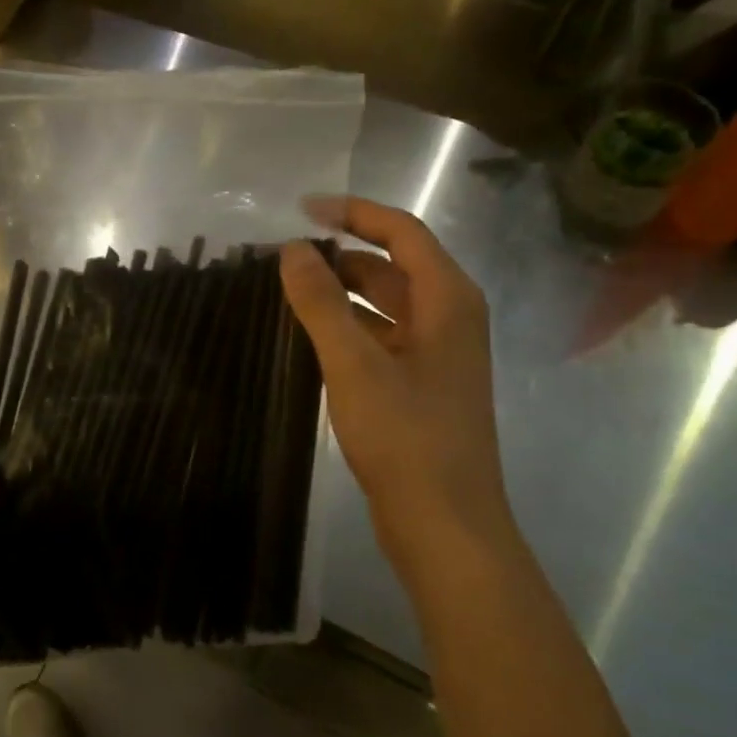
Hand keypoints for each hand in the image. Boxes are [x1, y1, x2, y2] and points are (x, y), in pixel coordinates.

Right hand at [279, 197, 513, 584]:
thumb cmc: (406, 437)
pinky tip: (314, 336)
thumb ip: (322, 302)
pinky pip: (383, 336)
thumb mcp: (355, 363)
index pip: (402, 231)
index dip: (354, 212)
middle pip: (394, 265)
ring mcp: (438, 354)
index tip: (302, 210)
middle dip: (342, 254)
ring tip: (291, 289)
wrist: (446, 526)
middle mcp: (450, 317)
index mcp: (448, 300)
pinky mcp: (423, 385)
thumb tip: (293, 249)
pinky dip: (351, 326)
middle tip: (286, 255)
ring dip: (344, 291)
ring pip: (387, 303)